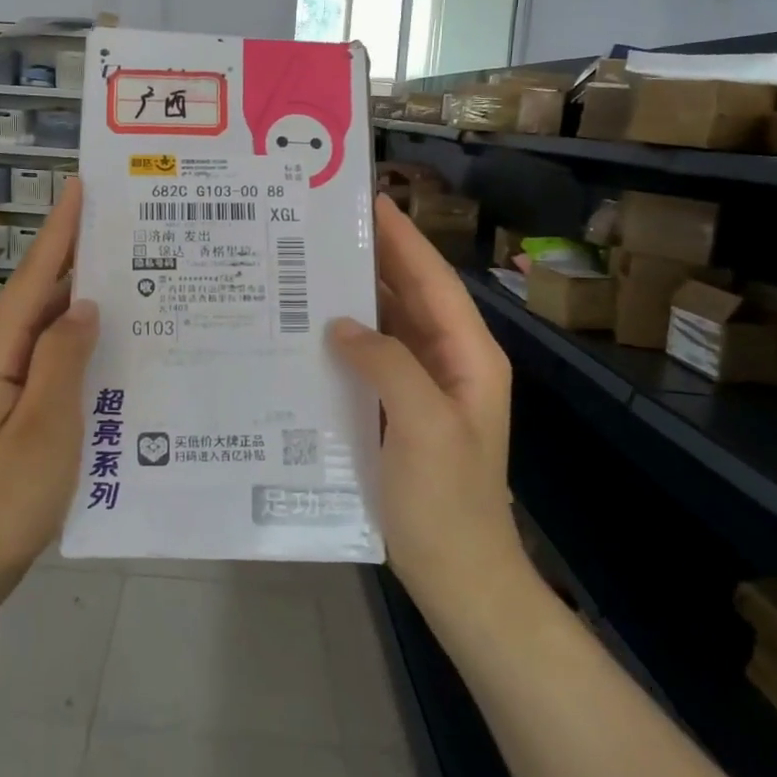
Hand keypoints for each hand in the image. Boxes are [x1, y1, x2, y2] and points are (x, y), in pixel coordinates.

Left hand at [0, 180, 98, 580]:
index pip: (34, 276)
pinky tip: (111, 344)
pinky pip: (51, 358)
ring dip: (82, 299)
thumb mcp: (44, 425)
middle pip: (40, 293)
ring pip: (48, 327)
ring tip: (131, 276)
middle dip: (77, 256)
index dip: (60, 230)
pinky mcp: (14, 407)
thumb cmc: (5, 496)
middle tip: (126, 228)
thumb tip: (84, 303)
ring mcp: (3, 384)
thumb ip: (63, 357)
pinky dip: (79, 341)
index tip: (83, 186)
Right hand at [327, 194, 517, 607]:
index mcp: (468, 356)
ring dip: (356, 297)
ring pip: (388, 325)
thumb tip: (340, 324)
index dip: (402, 238)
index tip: (368, 200)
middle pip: (409, 295)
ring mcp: (423, 388)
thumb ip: (388, 364)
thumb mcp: (424, 426)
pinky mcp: (398, 411)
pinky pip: (372, 360)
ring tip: (308, 265)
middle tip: (323, 226)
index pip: (432, 280)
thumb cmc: (448, 502)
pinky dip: (346, 339)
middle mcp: (448, 361)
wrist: (459, 577)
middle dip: (373, 258)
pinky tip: (311, 330)